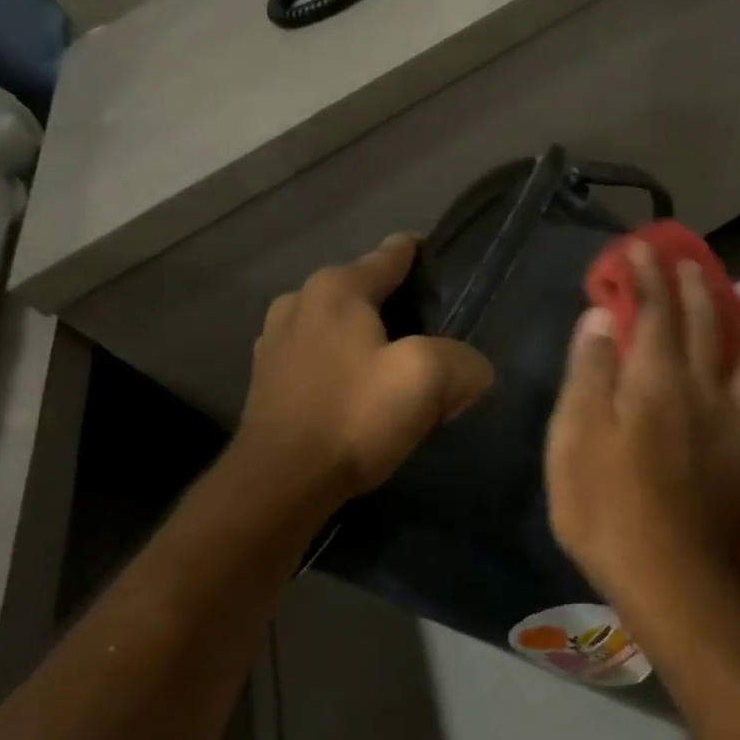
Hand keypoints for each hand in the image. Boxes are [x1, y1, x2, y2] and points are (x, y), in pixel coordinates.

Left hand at [229, 233, 494, 512]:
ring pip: (340, 324)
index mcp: (337, 289)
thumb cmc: (354, 416)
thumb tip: (472, 371)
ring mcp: (275, 340)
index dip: (421, 255)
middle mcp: (300, 302)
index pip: (391, 255)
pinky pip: (320, 355)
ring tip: (396, 364)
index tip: (443, 264)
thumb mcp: (428, 379)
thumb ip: (464, 362)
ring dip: (368, 337)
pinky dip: (344, 364)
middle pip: (365, 289)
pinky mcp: (267, 379)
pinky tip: (360, 392)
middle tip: (433, 334)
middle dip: (398, 304)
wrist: (280, 484)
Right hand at [545, 242, 739, 606]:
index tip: (640, 248)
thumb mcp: (575, 436)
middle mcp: (705, 392)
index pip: (654, 312)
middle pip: (707, 327)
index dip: (647, 276)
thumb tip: (603, 317)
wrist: (665, 576)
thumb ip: (591, 371)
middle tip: (691, 266)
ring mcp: (739, 429)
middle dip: (697, 290)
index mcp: (658, 380)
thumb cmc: (605, 506)